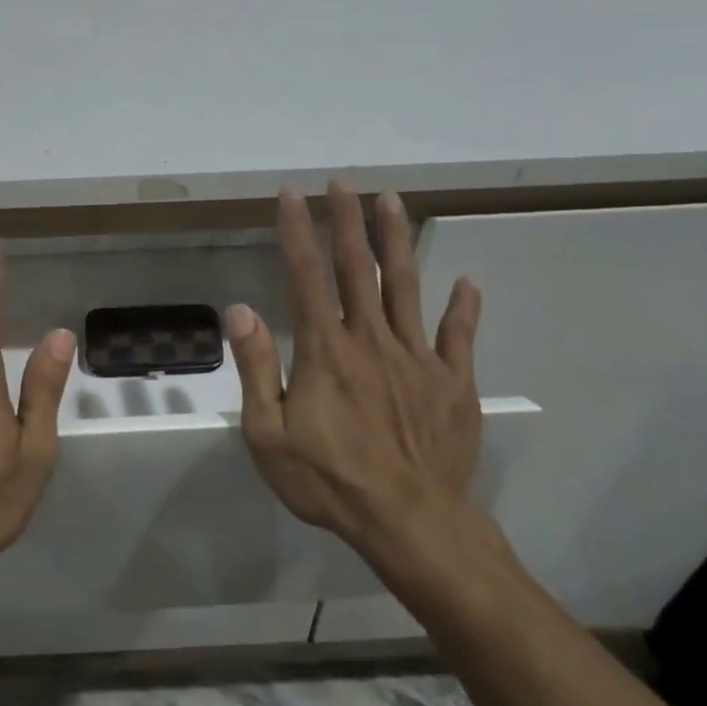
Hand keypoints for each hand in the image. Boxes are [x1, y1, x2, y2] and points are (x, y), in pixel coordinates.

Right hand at [227, 182, 485, 565]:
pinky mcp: (451, 381)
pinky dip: (463, 306)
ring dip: (396, 241)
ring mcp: (416, 357)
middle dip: (347, 220)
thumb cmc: (329, 481)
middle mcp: (370, 339)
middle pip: (356, 268)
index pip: (305, 275)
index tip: (291, 194)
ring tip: (392, 200)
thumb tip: (239, 310)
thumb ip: (256, 367)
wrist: (410, 523)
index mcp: (325, 349)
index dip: (297, 230)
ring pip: (404, 286)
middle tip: (343, 182)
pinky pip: (458, 335)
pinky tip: (467, 281)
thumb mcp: (269, 435)